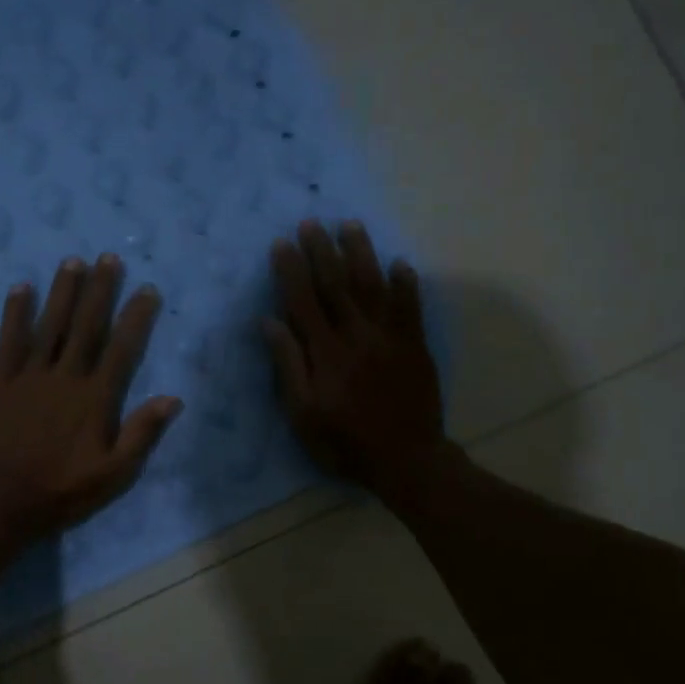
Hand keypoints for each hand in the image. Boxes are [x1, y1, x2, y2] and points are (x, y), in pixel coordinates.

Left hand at [0, 254, 182, 541]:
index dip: (136, 318)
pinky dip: (15, 313)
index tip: (147, 290)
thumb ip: (142, 433)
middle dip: (100, 290)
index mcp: (95, 398)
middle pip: (86, 326)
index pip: (122, 349)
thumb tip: (173, 398)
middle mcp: (65, 376)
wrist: (2, 500)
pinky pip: (9, 340)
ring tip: (73, 261)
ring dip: (62, 292)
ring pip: (50, 325)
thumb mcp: (114, 474)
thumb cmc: (62, 490)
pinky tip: (20, 288)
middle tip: (109, 258)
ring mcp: (29, 375)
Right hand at [264, 220, 450, 502]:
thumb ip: (288, 366)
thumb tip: (270, 322)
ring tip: (350, 226)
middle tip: (311, 223)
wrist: (406, 460)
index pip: (303, 301)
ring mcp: (390, 338)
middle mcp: (357, 336)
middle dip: (322, 252)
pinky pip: (410, 308)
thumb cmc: (344, 442)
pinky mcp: (415, 346)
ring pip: (373, 287)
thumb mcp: (302, 414)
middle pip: (336, 285)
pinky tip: (400, 264)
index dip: (291, 270)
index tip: (282, 243)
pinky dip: (405, 284)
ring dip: (361, 254)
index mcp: (325, 353)